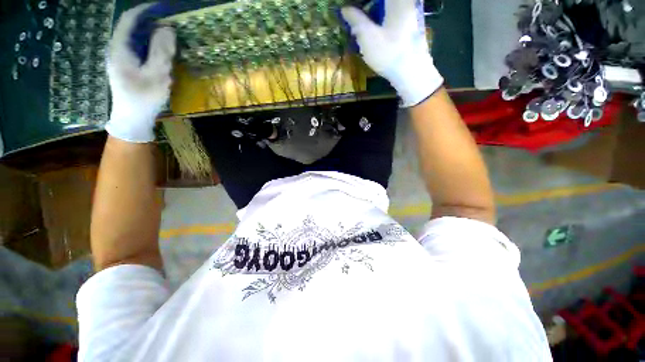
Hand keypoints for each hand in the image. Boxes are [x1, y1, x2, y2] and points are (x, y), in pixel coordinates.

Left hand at [105, 3, 175, 142]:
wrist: (132, 118)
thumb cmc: (144, 98)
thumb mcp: (156, 75)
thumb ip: (161, 51)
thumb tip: (168, 29)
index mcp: (120, 48)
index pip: (130, 19)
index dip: (146, 10)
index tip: (165, 8)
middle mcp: (117, 49)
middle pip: (132, 26)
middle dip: (151, 21)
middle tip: (171, 23)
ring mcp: (121, 58)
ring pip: (135, 37)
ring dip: (151, 33)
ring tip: (169, 35)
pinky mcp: (126, 65)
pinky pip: (137, 47)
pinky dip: (149, 44)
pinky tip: (161, 49)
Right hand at [341, 0, 443, 106]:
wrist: (412, 73)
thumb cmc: (389, 53)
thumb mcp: (368, 37)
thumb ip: (356, 20)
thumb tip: (345, 9)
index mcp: (397, 0)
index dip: (362, 4)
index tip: (351, 9)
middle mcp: (406, 2)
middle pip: (382, 2)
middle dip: (367, 6)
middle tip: (354, 16)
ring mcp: (410, 13)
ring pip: (388, 8)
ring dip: (373, 12)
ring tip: (361, 25)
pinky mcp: (410, 25)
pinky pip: (393, 14)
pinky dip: (381, 18)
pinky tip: (373, 30)